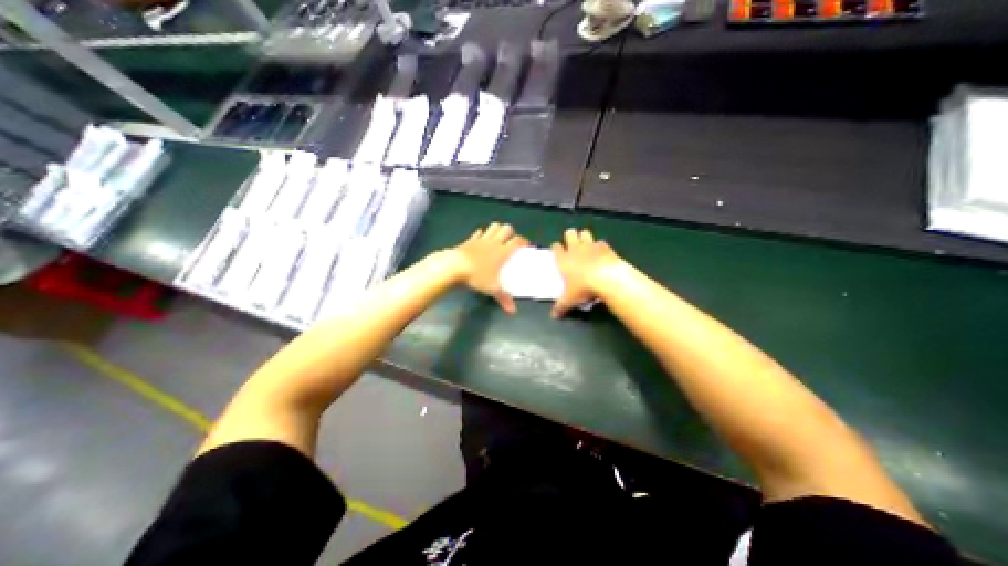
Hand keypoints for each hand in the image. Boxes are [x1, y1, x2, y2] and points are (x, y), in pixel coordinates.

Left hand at [451, 221, 527, 313]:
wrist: (454, 266)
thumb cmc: (477, 276)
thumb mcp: (492, 288)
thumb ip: (503, 298)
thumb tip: (512, 311)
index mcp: (502, 252)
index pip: (517, 241)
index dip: (523, 241)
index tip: (525, 245)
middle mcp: (493, 242)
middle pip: (506, 228)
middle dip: (510, 233)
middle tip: (510, 242)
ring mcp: (481, 239)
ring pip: (493, 227)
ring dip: (497, 230)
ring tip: (498, 238)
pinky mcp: (470, 240)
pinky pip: (478, 233)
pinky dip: (482, 234)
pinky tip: (482, 239)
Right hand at [550, 227, 623, 318]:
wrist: (607, 279)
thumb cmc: (583, 288)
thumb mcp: (570, 300)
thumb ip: (561, 306)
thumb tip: (554, 316)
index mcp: (564, 260)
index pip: (556, 247)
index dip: (556, 248)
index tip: (558, 252)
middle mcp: (575, 249)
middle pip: (570, 234)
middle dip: (570, 237)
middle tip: (572, 245)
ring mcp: (591, 246)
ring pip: (585, 233)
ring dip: (585, 237)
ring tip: (586, 246)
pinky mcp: (605, 247)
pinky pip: (601, 242)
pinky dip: (601, 246)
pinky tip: (602, 254)